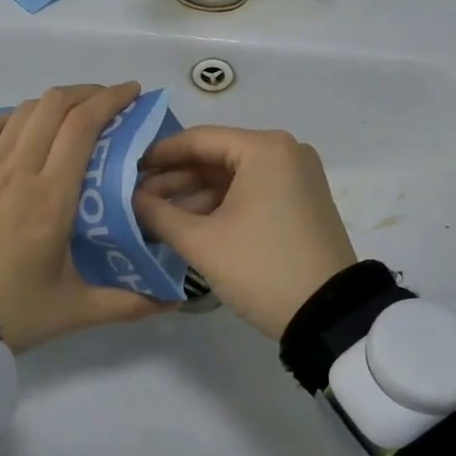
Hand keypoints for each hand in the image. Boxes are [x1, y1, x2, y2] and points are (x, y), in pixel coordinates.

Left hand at [0, 83, 167, 352]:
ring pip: (22, 112)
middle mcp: (18, 170)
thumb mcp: (74, 310)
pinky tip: (23, 126)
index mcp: (52, 196)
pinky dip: (13, 117)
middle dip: (87, 92)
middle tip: (111, 102)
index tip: (133, 93)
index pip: (82, 126)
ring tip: (74, 113)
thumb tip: (174, 300)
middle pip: (53, 105)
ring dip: (53, 101)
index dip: (110, 99)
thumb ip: (127, 304)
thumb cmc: (10, 309)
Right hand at [132, 126, 356, 339]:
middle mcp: (285, 151)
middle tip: (137, 200)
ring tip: (156, 216)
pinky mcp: (302, 201)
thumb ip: (158, 214)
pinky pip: (252, 191)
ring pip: (233, 176)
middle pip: (216, 156)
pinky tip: (189, 224)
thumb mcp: (202, 242)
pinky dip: (221, 205)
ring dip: (195, 195)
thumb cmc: (261, 268)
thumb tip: (130, 199)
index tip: (127, 170)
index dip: (158, 154)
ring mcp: (297, 176)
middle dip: (175, 179)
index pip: (198, 139)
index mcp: (265, 148)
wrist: (329, 316)